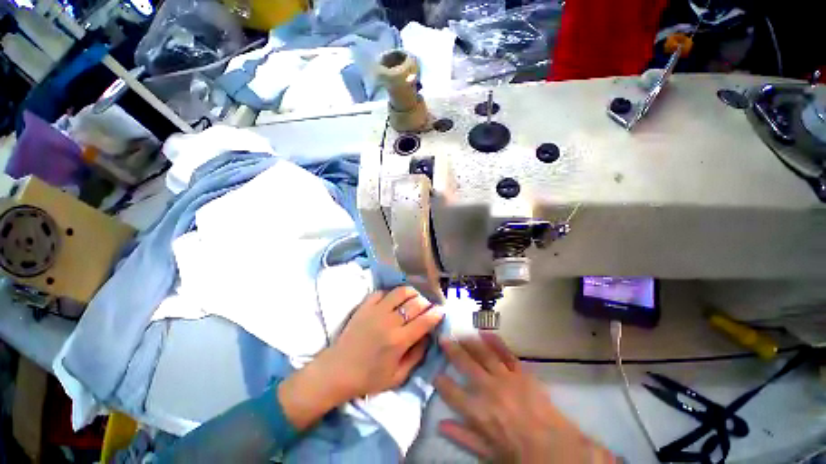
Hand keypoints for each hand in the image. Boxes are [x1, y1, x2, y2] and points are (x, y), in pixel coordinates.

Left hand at [279, 287, 443, 429]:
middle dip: (426, 303)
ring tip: (414, 298)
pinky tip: (393, 300)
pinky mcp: (365, 306)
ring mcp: (376, 311)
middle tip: (428, 307)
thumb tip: (427, 337)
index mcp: (399, 341)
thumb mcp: (398, 377)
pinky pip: (382, 292)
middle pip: (416, 303)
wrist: (337, 371)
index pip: (424, 321)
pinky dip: (391, 294)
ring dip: (412, 293)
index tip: (441, 311)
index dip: (436, 313)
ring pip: (400, 292)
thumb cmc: (368, 378)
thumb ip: (416, 356)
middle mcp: (390, 322)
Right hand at [435, 333, 616, 462]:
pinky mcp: (521, 372)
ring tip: (460, 332)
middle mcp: (488, 389)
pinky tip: (485, 332)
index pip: (452, 392)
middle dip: (452, 350)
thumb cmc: (518, 453)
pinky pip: (505, 353)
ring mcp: (505, 377)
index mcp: (478, 411)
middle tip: (443, 338)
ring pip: (483, 353)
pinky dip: (495, 341)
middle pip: (465, 364)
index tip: (435, 374)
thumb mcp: (487, 453)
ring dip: (469, 341)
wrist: (554, 448)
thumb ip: (462, 437)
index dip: (441, 382)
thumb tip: (440, 425)